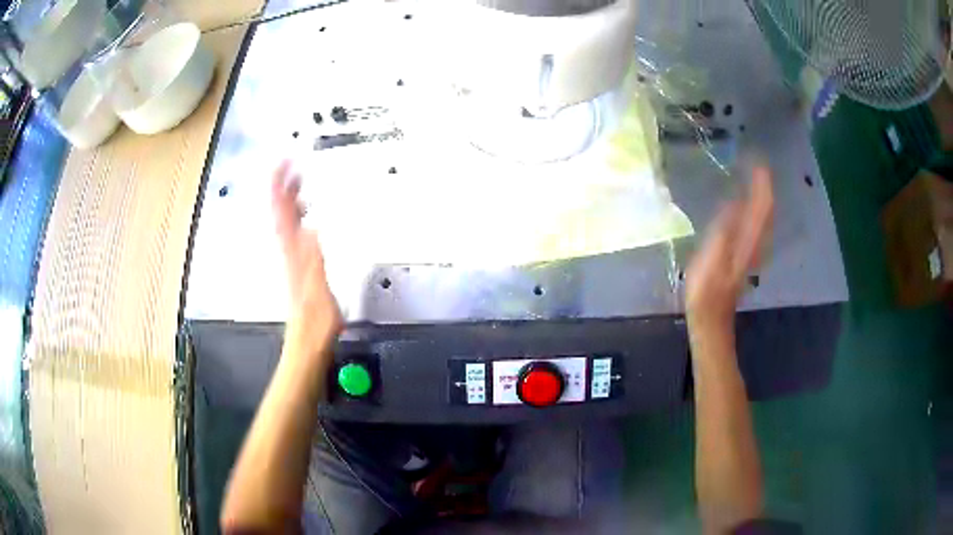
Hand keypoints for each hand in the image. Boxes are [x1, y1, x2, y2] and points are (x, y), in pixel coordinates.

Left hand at [272, 161, 342, 354]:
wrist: (308, 341)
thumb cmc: (314, 321)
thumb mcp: (317, 289)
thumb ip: (314, 259)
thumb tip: (313, 229)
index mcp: (293, 254)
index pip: (282, 214)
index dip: (281, 187)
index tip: (284, 164)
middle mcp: (289, 252)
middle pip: (281, 213)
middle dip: (284, 186)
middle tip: (290, 163)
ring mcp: (293, 258)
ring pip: (286, 221)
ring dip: (289, 199)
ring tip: (297, 181)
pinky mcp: (300, 265)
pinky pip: (294, 233)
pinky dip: (297, 217)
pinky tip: (305, 215)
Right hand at [686, 166, 773, 335]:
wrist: (711, 318)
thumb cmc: (706, 290)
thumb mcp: (711, 257)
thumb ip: (724, 229)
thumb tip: (735, 201)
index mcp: (748, 240)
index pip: (762, 204)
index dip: (761, 182)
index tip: (755, 159)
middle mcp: (756, 241)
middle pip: (766, 208)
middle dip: (763, 183)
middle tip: (754, 162)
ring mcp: (753, 248)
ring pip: (763, 215)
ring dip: (760, 194)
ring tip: (753, 176)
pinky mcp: (746, 252)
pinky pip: (756, 223)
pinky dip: (755, 207)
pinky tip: (746, 202)